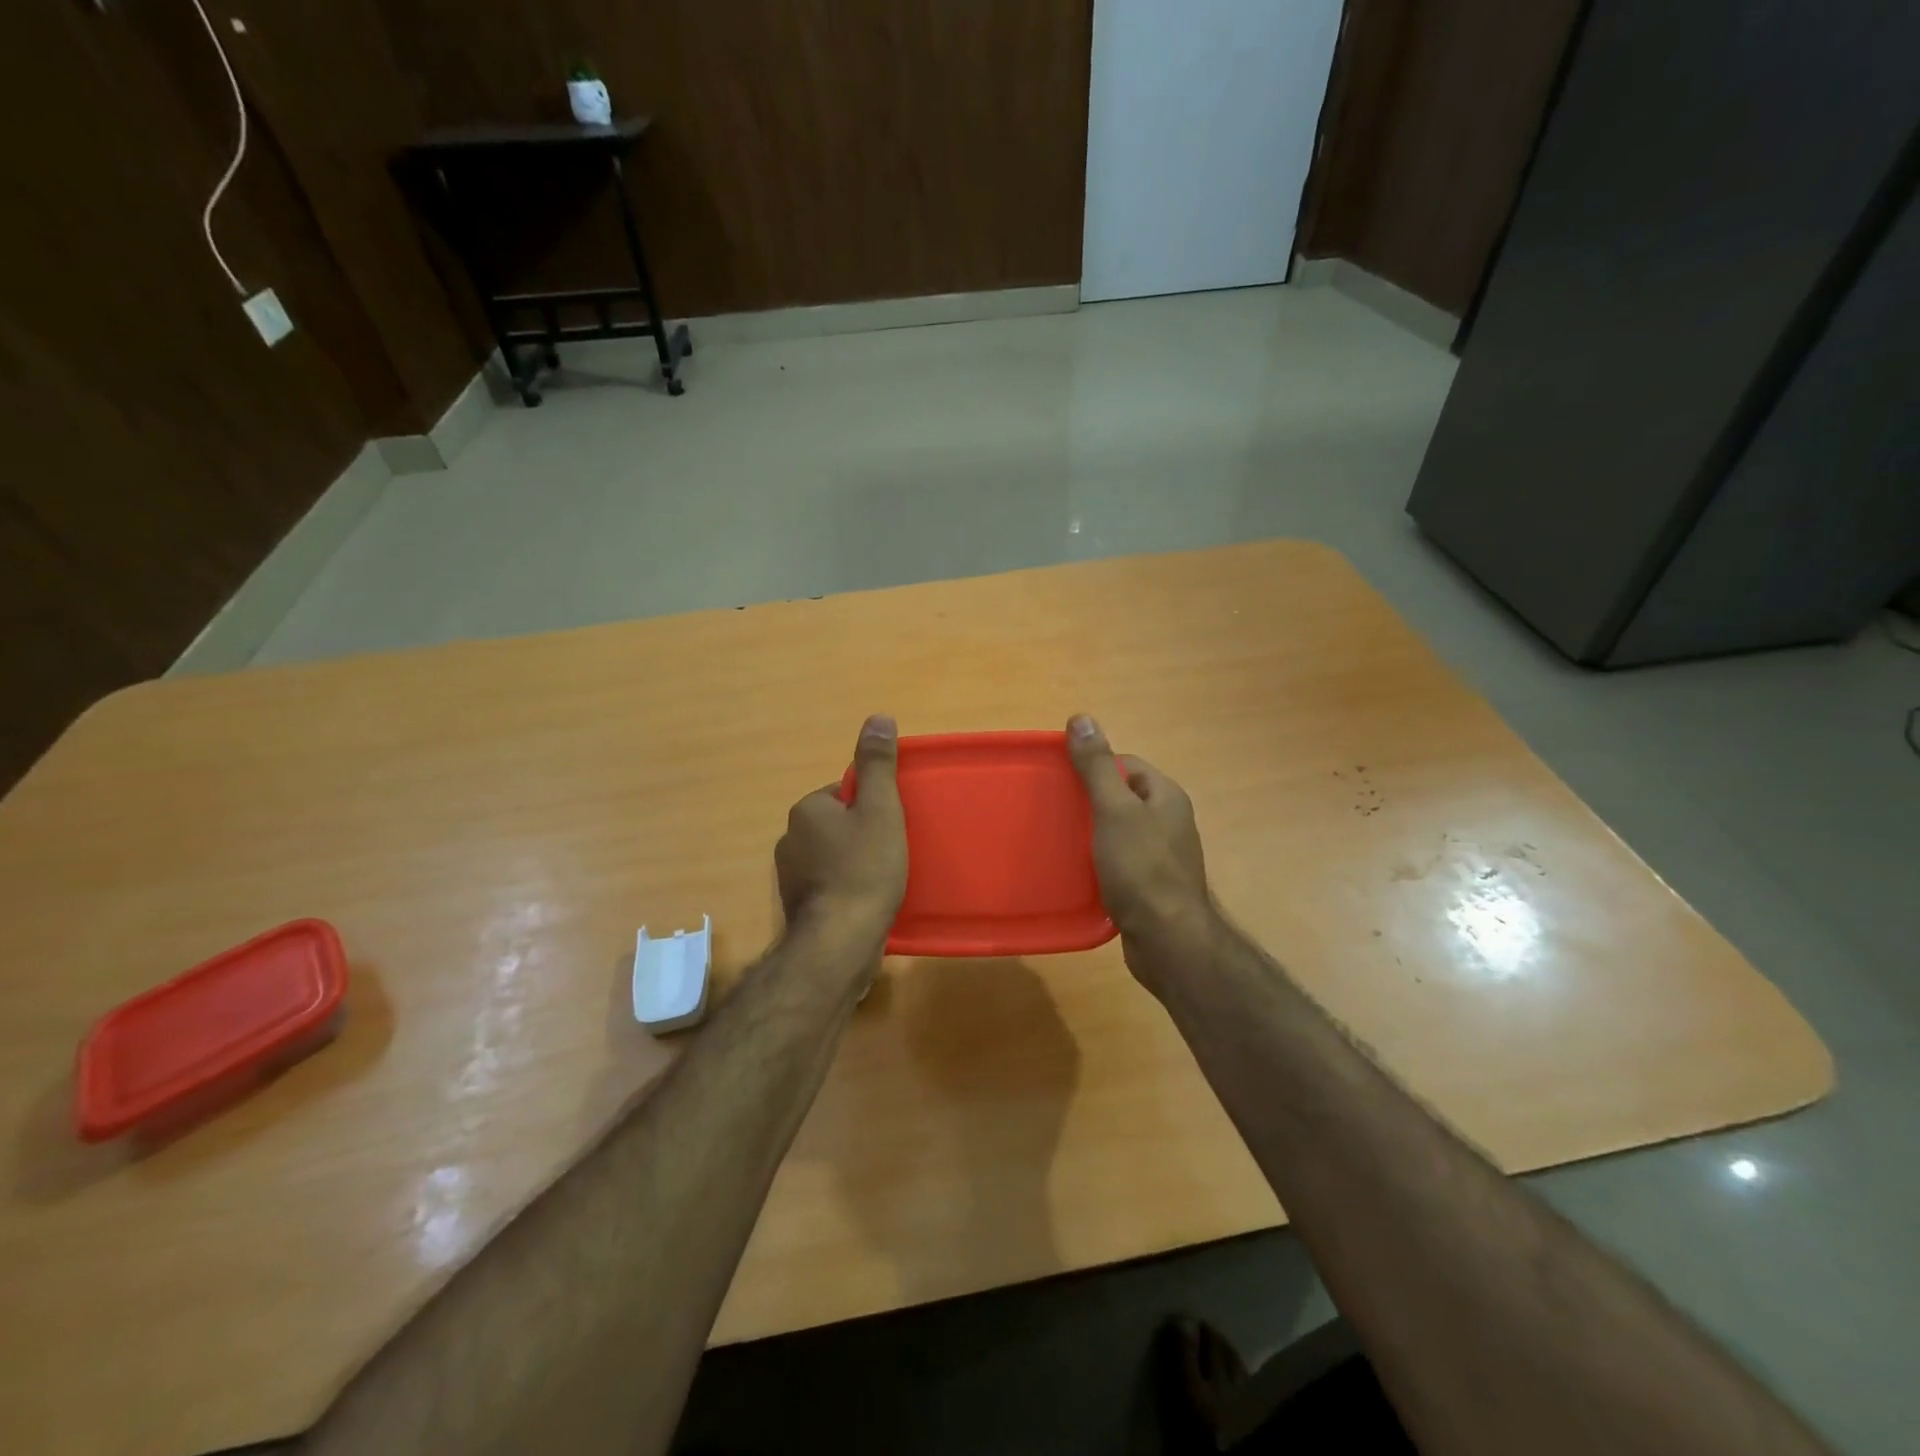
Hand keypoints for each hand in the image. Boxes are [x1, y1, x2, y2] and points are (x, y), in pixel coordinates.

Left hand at [776, 715, 908, 951]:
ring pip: (833, 856)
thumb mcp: (880, 810)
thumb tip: (878, 717)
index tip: (892, 828)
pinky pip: (829, 884)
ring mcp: (790, 876)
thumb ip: (878, 765)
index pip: (845, 793)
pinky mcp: (798, 906)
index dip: (874, 808)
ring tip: (884, 881)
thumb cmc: (864, 870)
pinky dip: (847, 888)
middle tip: (892, 854)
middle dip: (864, 835)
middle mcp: (789, 838)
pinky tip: (866, 903)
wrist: (840, 943)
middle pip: (839, 824)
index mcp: (806, 809)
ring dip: (855, 864)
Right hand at [1066, 714, 1213, 992]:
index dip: (1095, 765)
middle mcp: (1169, 822)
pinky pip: (1120, 861)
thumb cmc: (1141, 868)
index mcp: (1166, 797)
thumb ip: (1097, 766)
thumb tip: (1081, 718)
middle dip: (1089, 799)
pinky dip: (1098, 861)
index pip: (1127, 765)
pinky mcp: (1150, 886)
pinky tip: (1076, 869)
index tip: (1061, 776)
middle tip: (1054, 807)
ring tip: (1058, 836)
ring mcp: (1161, 856)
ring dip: (1092, 832)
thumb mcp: (1115, 810)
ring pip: (1119, 831)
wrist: (1167, 940)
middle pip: (1123, 797)